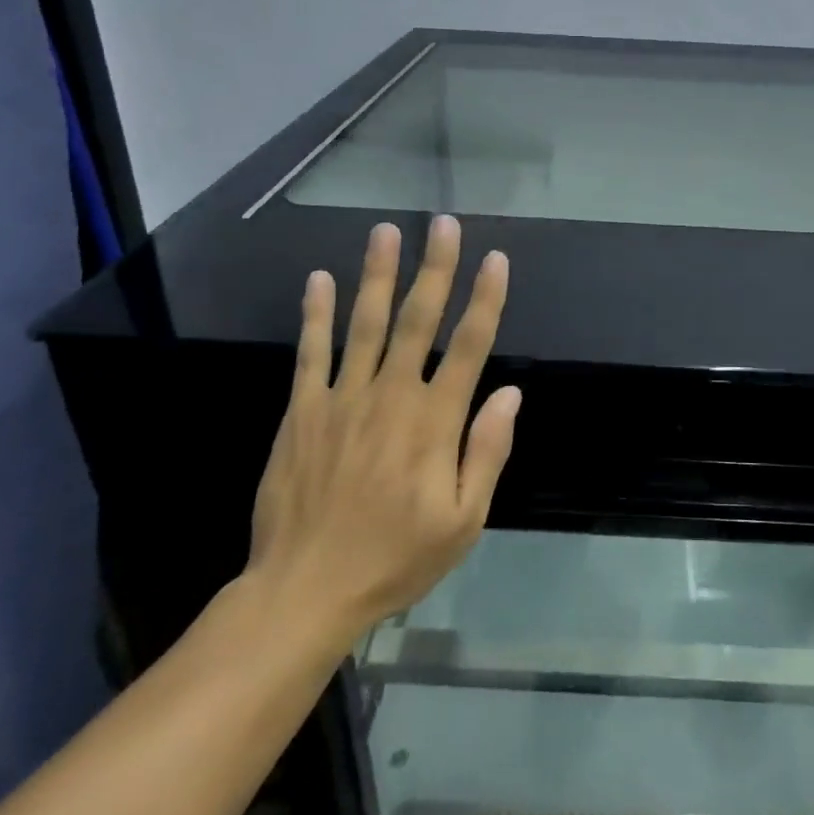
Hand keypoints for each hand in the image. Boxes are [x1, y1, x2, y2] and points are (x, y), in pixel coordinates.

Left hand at [245, 216, 518, 662]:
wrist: (304, 591)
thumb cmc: (396, 558)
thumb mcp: (463, 521)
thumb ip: (487, 452)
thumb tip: (510, 393)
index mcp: (434, 421)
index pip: (469, 346)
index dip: (486, 299)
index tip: (496, 259)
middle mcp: (391, 396)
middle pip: (418, 319)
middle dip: (435, 267)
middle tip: (443, 223)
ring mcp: (343, 399)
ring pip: (365, 323)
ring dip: (378, 274)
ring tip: (386, 231)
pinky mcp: (303, 411)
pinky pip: (311, 353)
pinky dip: (316, 314)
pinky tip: (319, 280)